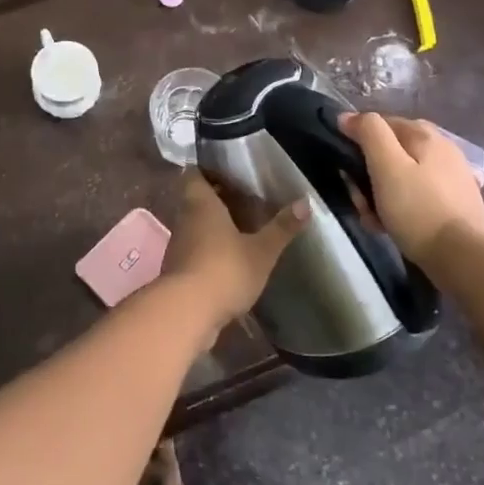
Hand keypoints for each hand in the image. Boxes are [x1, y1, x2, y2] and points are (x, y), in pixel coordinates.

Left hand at [159, 171, 307, 325]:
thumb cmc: (225, 270)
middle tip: (244, 200)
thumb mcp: (261, 250)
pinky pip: (194, 249)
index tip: (230, 173)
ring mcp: (178, 245)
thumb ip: (282, 227)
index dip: (209, 171)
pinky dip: (209, 249)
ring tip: (241, 228)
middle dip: (217, 199)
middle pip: (196, 199)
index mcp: (201, 203)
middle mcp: (185, 218)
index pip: (195, 174)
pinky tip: (229, 258)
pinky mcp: (178, 270)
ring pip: (195, 225)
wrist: (186, 313)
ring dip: (213, 225)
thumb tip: (305, 201)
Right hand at [339, 112, 483, 264]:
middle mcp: (441, 148)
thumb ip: (369, 133)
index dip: (357, 142)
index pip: (379, 124)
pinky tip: (393, 227)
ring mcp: (451, 176)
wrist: (464, 257)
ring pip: (401, 177)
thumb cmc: (418, 209)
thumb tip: (348, 116)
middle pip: (390, 153)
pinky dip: (401, 208)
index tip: (346, 170)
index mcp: (425, 134)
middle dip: (368, 174)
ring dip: (380, 195)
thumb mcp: (386, 166)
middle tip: (361, 201)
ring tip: (375, 220)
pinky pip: (416, 197)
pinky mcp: (454, 203)